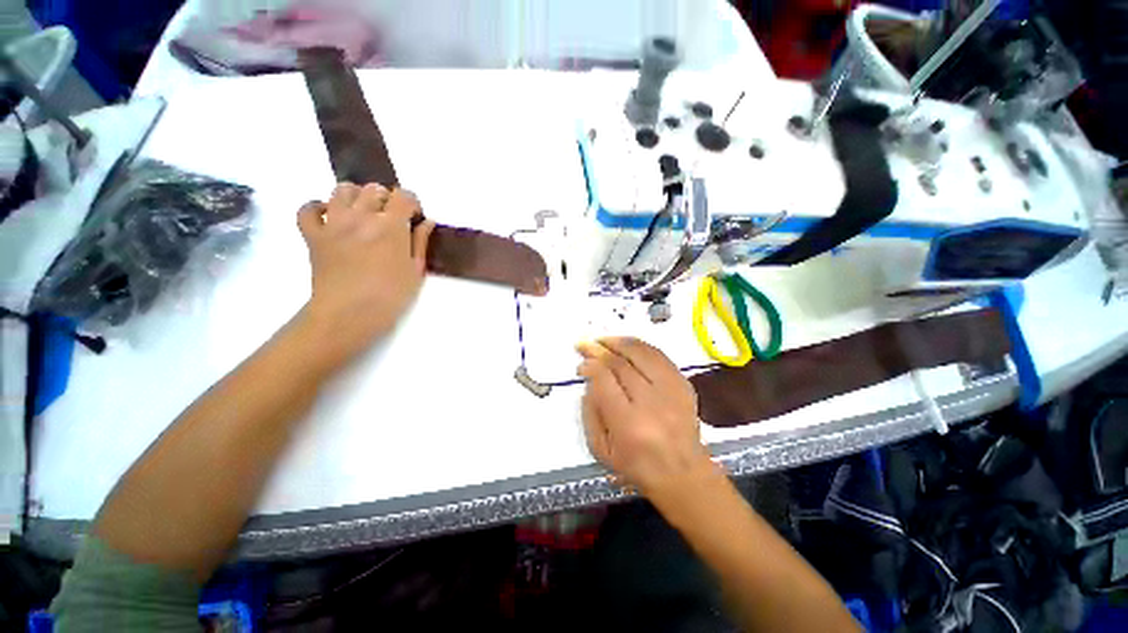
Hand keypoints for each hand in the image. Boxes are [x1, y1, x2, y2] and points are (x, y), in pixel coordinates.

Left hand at [296, 183, 434, 367]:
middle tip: (392, 219)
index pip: (403, 196)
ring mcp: (333, 223)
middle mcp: (361, 216)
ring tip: (364, 214)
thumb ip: (420, 242)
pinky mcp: (313, 234)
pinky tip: (331, 217)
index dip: (412, 203)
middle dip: (387, 199)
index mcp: (391, 226)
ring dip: (357, 196)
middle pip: (374, 189)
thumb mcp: (416, 271)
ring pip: (342, 189)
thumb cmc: (390, 296)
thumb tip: (426, 221)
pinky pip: (307, 209)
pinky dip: (318, 207)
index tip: (415, 218)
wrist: (348, 315)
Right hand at [578, 338, 713, 498]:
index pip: (604, 380)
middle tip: (585, 345)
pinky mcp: (683, 384)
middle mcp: (651, 403)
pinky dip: (639, 346)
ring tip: (603, 340)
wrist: (684, 474)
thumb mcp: (601, 450)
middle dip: (599, 349)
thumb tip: (589, 382)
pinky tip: (626, 346)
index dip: (589, 366)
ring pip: (641, 353)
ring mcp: (671, 390)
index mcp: (628, 423)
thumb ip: (590, 413)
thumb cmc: (637, 466)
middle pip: (620, 363)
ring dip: (618, 342)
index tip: (581, 365)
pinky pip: (658, 355)